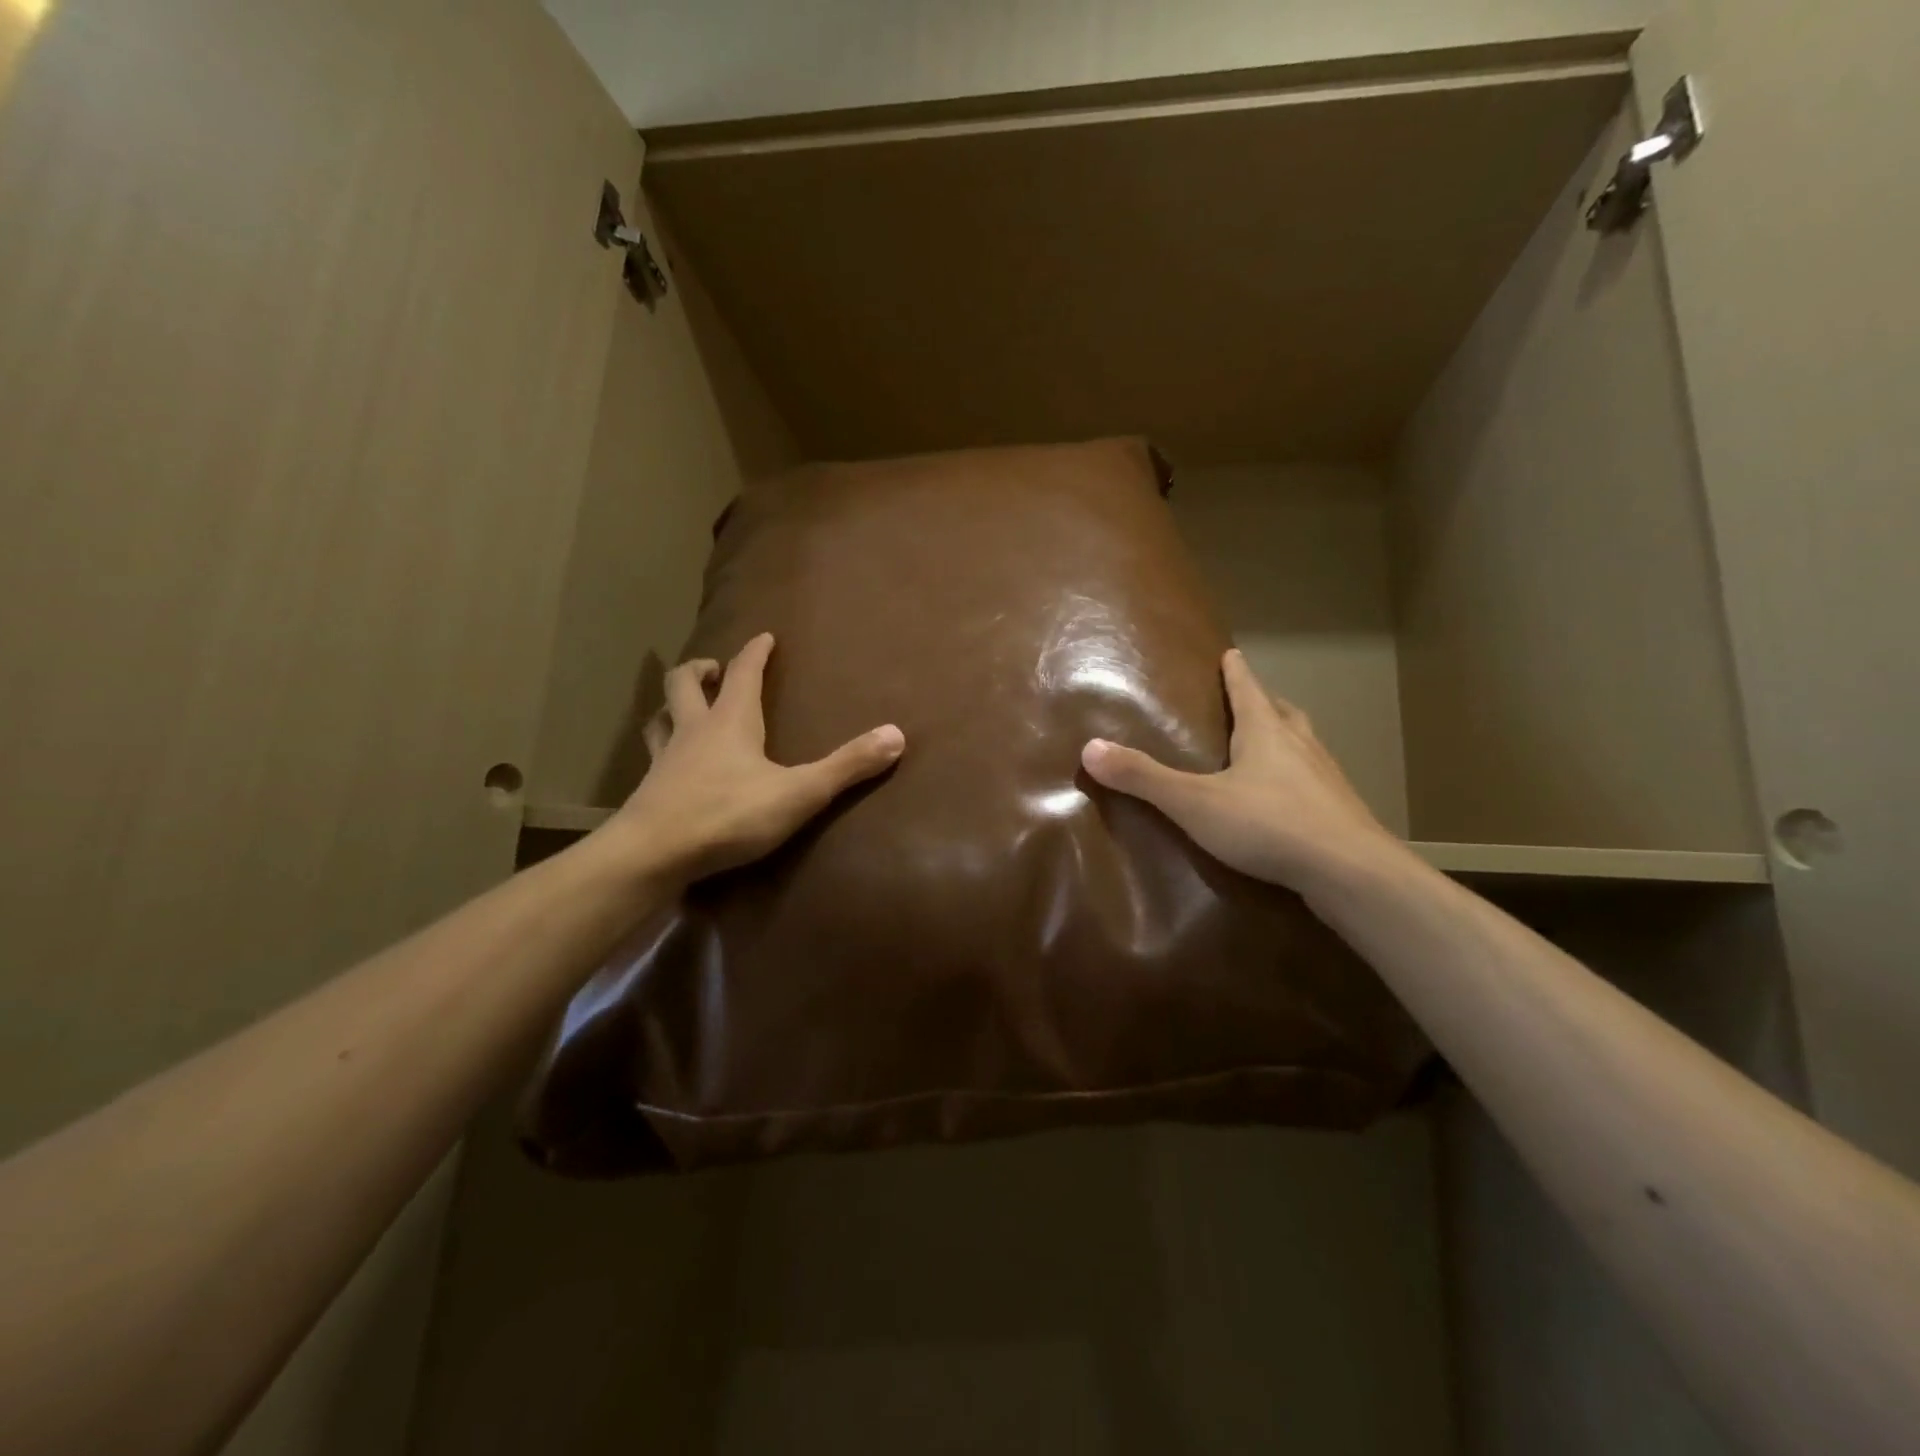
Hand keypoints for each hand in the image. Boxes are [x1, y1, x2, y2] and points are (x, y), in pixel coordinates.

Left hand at [602, 633, 904, 882]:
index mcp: (730, 722)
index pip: (742, 673)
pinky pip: (652, 759)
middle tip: (714, 669)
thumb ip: (846, 766)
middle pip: (684, 684)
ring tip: (683, 710)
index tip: (763, 637)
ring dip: (671, 707)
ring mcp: (664, 761)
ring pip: (660, 720)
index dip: (754, 653)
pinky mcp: (648, 792)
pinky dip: (662, 751)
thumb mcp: (798, 792)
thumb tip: (896, 734)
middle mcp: (692, 731)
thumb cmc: (728, 815)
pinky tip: (671, 768)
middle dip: (700, 670)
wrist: (652, 855)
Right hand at [1081, 648, 1406, 898]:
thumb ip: (1143, 778)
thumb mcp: (1193, 802)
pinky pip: (1316, 782)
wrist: (1349, 870)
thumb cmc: (1267, 824)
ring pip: (1305, 745)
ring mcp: (1327, 778)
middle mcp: (1300, 745)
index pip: (1247, 689)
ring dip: (1286, 738)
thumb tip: (1089, 748)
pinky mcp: (1341, 811)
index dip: (1236, 671)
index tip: (1231, 652)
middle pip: (1282, 712)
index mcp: (1265, 732)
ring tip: (1271, 745)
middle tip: (1250, 699)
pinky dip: (1301, 779)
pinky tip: (1290, 801)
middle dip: (1264, 702)